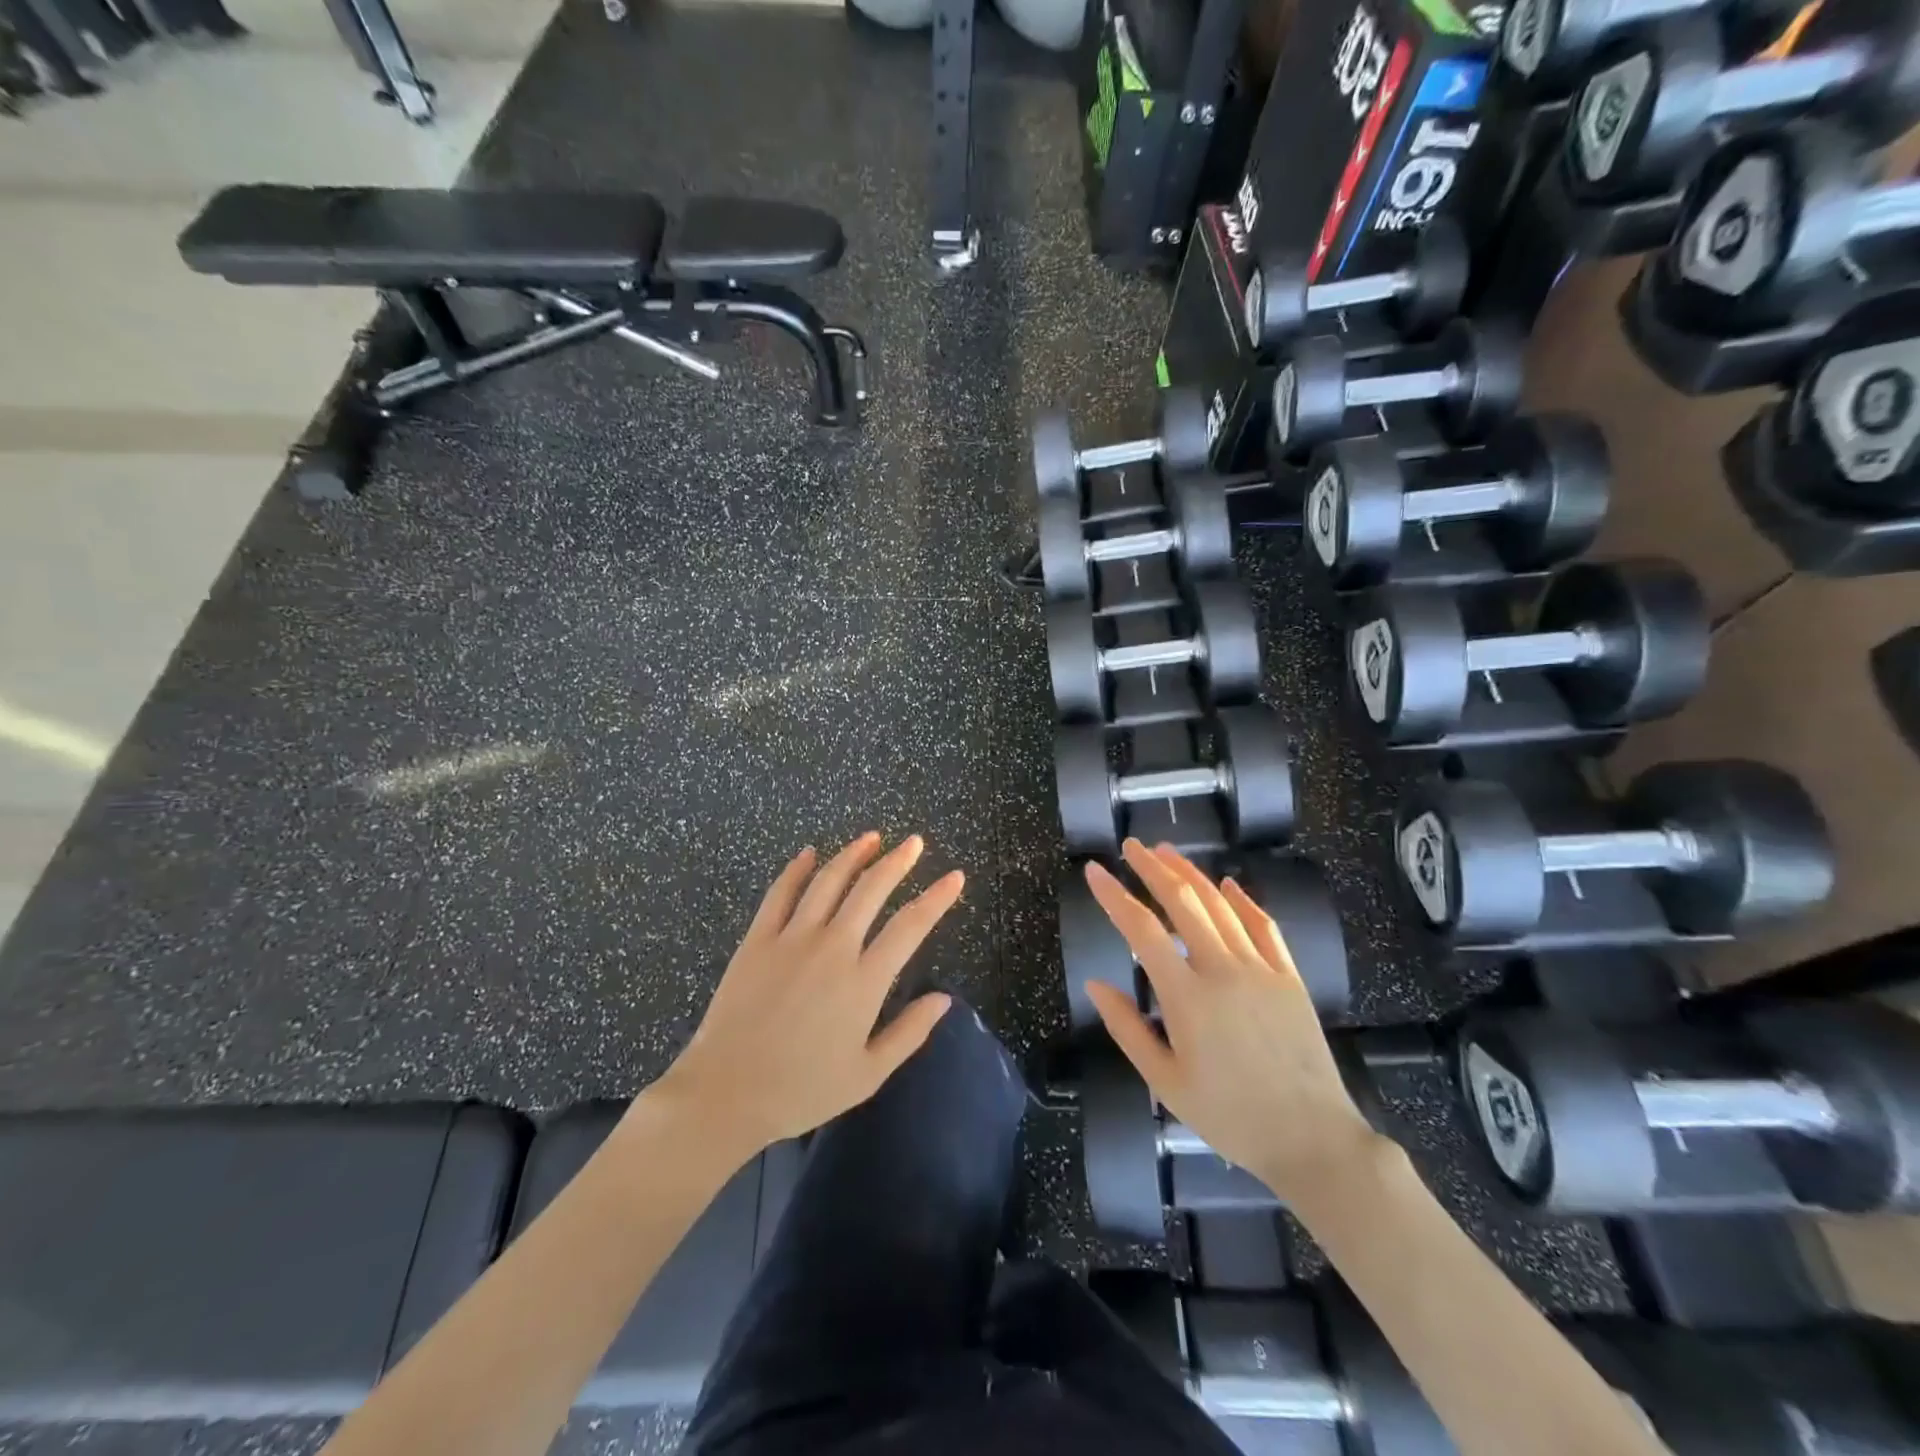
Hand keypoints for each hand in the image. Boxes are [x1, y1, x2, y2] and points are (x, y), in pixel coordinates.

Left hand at [647, 833, 961, 1157]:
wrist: (725, 1094)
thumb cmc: (801, 1090)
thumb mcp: (867, 1075)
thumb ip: (909, 1033)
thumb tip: (945, 999)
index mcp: (863, 982)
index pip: (910, 926)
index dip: (937, 898)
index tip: (955, 877)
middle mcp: (832, 948)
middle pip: (871, 890)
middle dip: (898, 862)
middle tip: (914, 843)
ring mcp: (791, 939)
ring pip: (828, 882)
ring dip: (853, 854)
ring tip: (872, 837)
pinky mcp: (757, 940)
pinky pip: (780, 893)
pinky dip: (796, 869)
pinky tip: (809, 853)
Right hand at [1083, 841, 1377, 1201]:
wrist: (1312, 1139)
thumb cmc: (1230, 1117)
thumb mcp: (1165, 1082)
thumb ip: (1127, 1029)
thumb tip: (1095, 983)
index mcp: (1187, 997)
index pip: (1141, 930)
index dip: (1114, 896)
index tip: (1094, 871)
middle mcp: (1223, 970)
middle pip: (1184, 902)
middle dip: (1153, 868)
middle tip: (1132, 846)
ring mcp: (1261, 970)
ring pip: (1221, 906)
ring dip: (1192, 873)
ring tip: (1168, 851)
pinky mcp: (1289, 977)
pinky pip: (1264, 926)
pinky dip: (1243, 900)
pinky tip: (1228, 884)